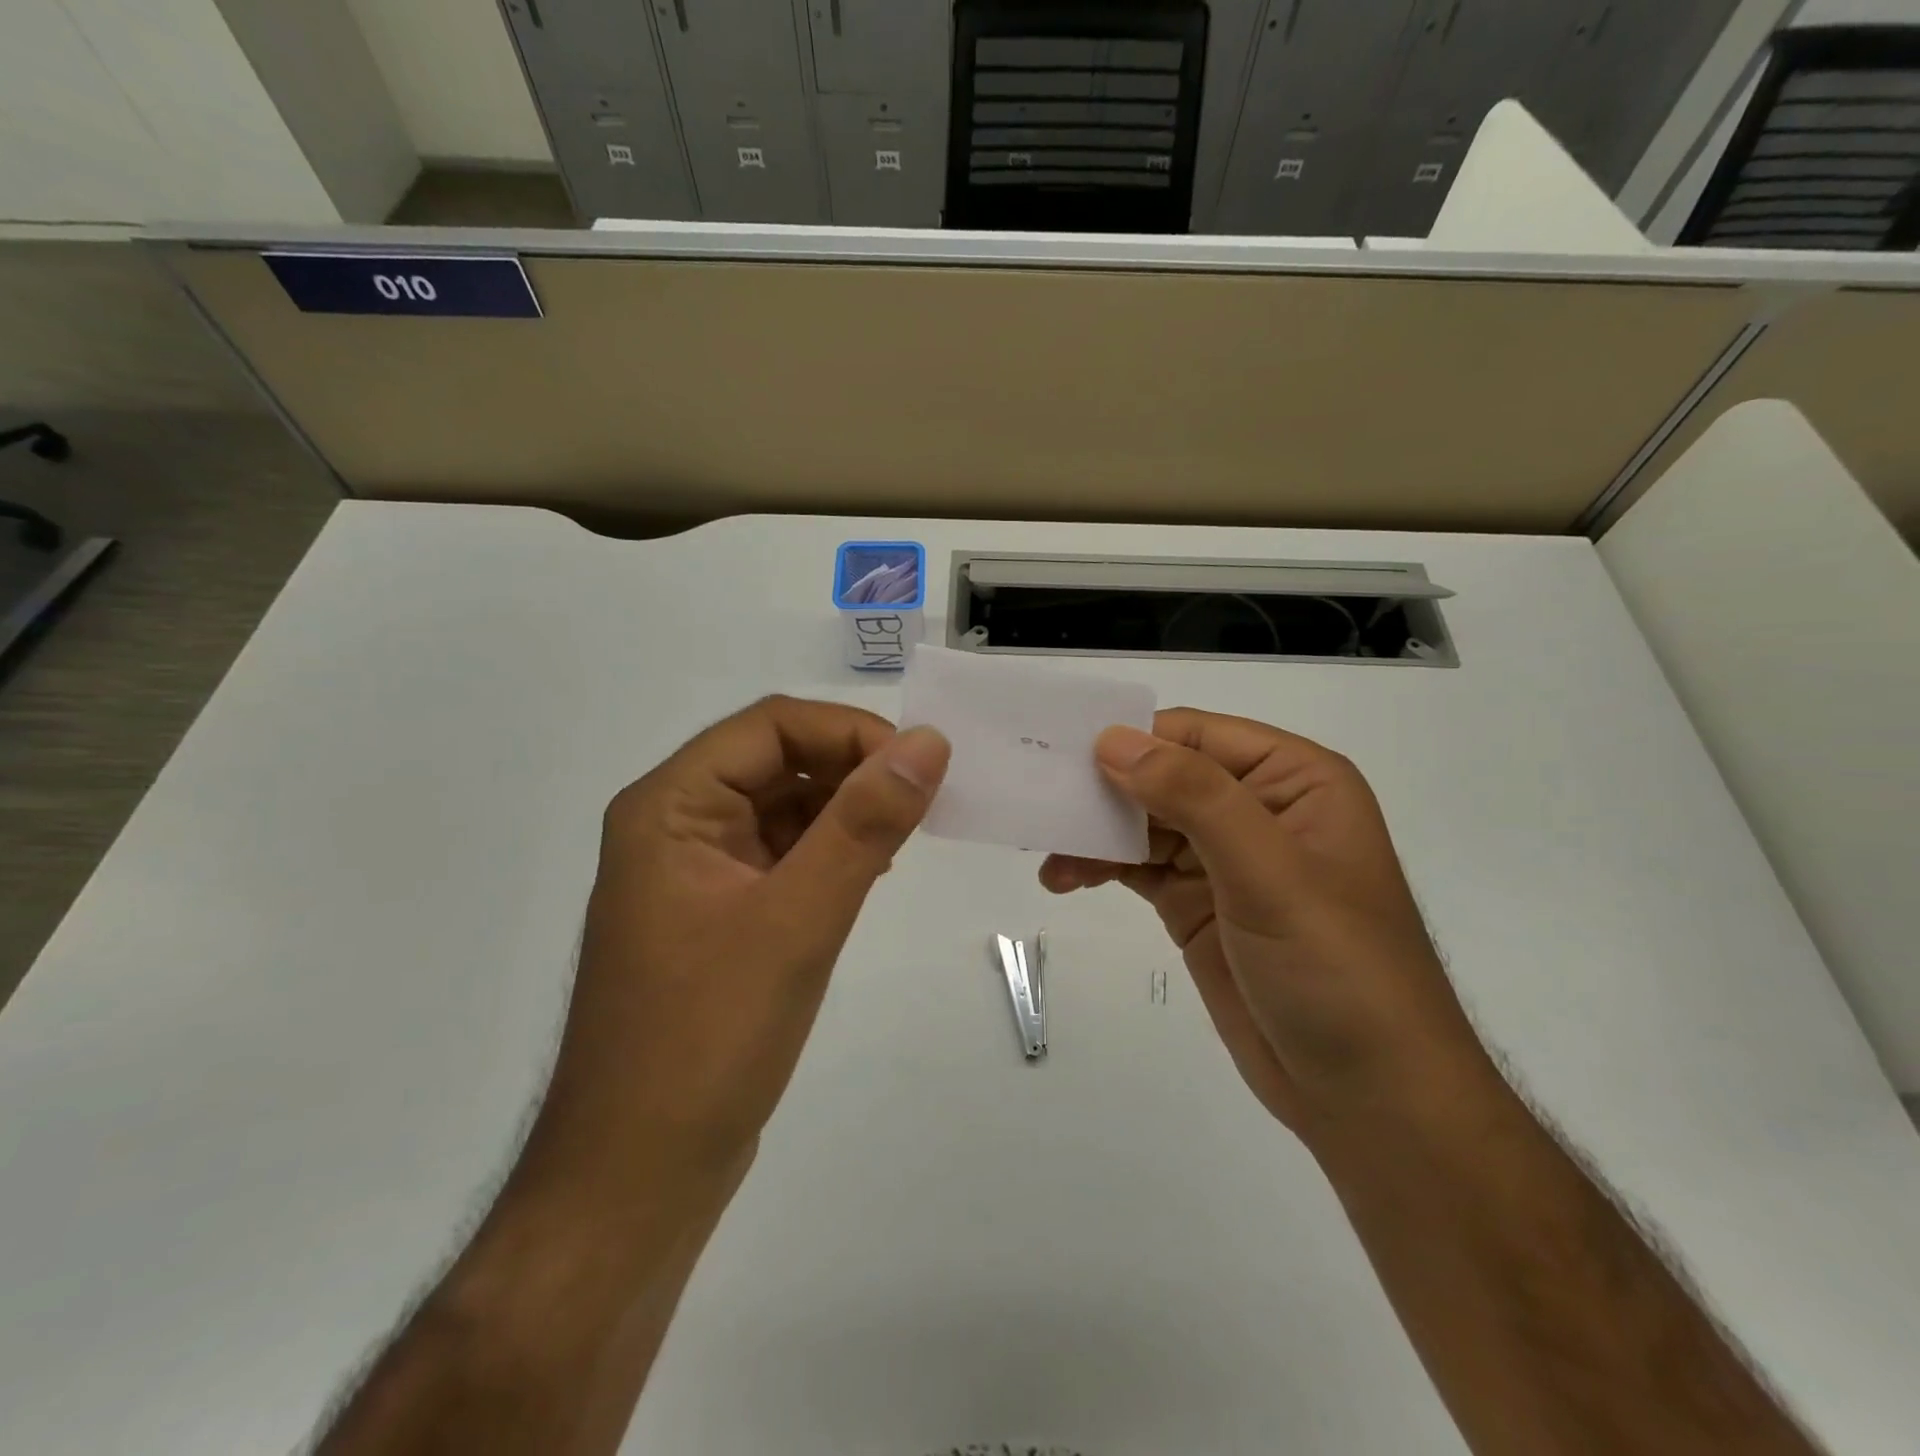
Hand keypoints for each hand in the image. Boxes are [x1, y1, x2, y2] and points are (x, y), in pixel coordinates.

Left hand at [521, 697, 950, 1208]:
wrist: (636, 1179)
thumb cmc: (707, 1041)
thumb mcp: (798, 920)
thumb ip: (864, 824)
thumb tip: (927, 743)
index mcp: (671, 806)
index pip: (770, 726)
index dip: (848, 732)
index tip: (919, 767)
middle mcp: (676, 826)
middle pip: (776, 761)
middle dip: (851, 770)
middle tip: (924, 803)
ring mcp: (696, 874)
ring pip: (783, 808)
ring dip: (845, 811)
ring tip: (905, 837)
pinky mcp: (718, 917)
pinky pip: (782, 856)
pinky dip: (830, 852)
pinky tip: (870, 871)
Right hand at [1040, 710, 1491, 1138]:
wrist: (1367, 1096)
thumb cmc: (1337, 970)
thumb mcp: (1270, 874)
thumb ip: (1194, 797)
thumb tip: (1114, 739)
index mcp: (1293, 780)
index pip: (1196, 736)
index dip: (1132, 739)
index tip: (1063, 753)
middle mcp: (1256, 808)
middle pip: (1162, 776)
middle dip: (1103, 790)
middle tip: (1039, 800)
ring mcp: (1223, 859)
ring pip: (1143, 823)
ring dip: (1094, 834)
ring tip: (1047, 854)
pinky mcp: (1196, 904)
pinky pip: (1137, 867)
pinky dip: (1100, 867)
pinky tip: (1064, 878)